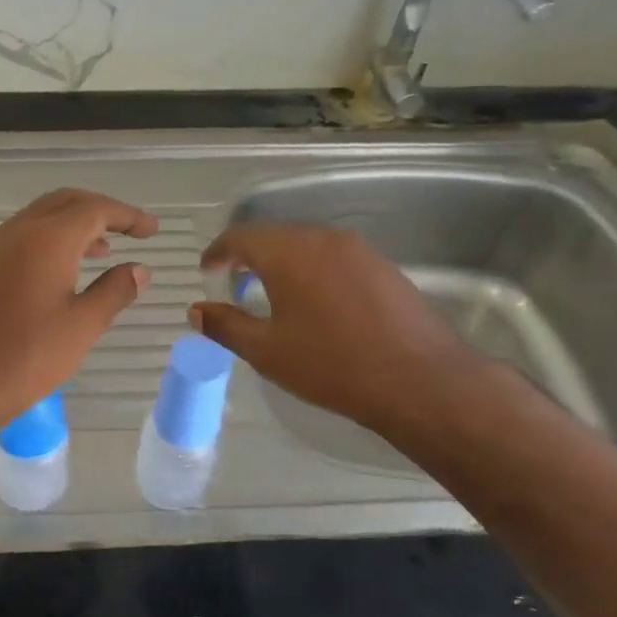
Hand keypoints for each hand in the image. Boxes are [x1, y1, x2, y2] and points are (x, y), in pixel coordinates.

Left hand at [0, 189, 157, 442]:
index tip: (152, 230)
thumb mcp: (82, 327)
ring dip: (74, 225)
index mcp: (47, 239)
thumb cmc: (26, 358)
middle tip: (130, 230)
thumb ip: (115, 291)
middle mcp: (17, 232)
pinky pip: (20, 237)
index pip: (95, 209)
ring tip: (103, 249)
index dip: (128, 216)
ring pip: (40, 218)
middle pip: (66, 202)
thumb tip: (140, 269)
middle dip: (101, 210)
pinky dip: (49, 240)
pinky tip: (60, 271)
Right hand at [189, 222, 482, 442]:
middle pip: (274, 236)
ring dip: (282, 263)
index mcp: (288, 252)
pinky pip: (334, 258)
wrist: (420, 380)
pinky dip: (313, 271)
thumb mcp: (267, 351)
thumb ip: (225, 326)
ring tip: (272, 294)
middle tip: (234, 284)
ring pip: (307, 246)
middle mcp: (323, 239)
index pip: (240, 237)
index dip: (218, 253)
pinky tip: (316, 303)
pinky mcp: (383, 266)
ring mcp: (359, 250)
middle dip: (249, 257)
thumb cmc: (332, 365)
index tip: (207, 272)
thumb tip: (196, 311)